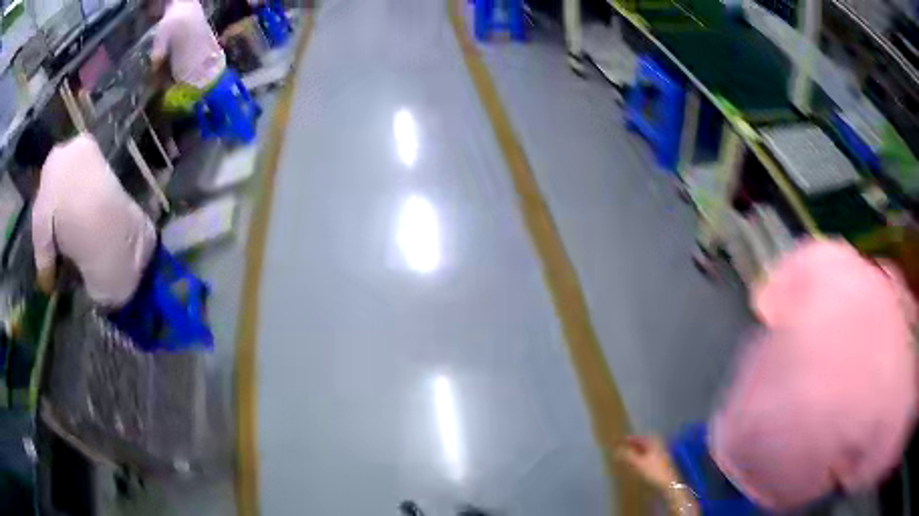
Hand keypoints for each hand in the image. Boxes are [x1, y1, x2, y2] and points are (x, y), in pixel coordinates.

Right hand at [617, 435, 681, 490]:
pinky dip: (642, 456)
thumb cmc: (653, 471)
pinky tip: (637, 462)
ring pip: (647, 449)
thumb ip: (627, 456)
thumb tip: (616, 450)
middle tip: (624, 446)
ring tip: (628, 454)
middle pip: (644, 442)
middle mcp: (658, 445)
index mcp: (653, 442)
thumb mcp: (638, 463)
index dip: (630, 438)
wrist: (668, 482)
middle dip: (634, 444)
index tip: (621, 440)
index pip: (640, 437)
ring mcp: (661, 453)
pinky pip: (649, 454)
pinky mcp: (661, 461)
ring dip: (637, 450)